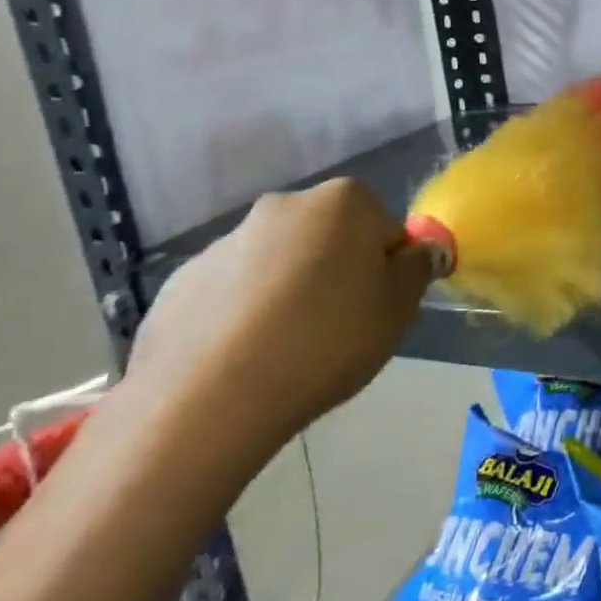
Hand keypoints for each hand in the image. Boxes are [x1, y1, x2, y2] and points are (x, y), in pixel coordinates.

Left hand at [127, 179, 434, 451]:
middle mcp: (284, 206)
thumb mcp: (399, 308)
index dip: (388, 268)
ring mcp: (226, 242)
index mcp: (343, 202)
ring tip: (289, 349)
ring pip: (280, 262)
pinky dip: (246, 312)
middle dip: (338, 271)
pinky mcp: (181, 281)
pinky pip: (234, 291)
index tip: (377, 307)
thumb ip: (418, 268)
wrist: (210, 398)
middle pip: (330, 237)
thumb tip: (419, 250)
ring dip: (291, 290)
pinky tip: (246, 356)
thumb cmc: (327, 341)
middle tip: (340, 326)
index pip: (386, 228)